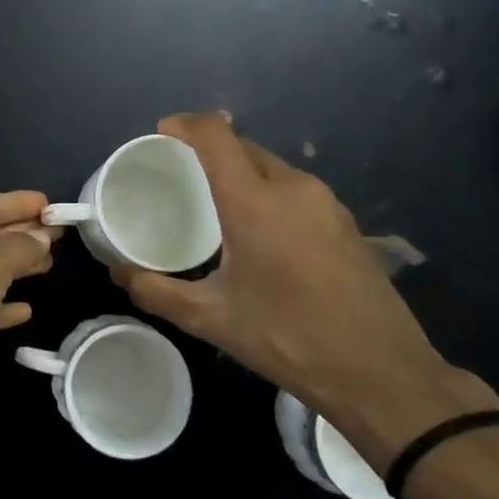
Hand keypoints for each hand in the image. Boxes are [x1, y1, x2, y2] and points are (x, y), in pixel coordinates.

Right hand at [114, 114, 470, 435]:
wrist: (382, 374)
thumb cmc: (288, 338)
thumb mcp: (211, 319)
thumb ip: (156, 291)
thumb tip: (117, 272)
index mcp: (255, 202)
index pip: (216, 136)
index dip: (185, 124)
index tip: (160, 133)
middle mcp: (293, 188)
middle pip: (244, 147)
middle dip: (209, 150)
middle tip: (179, 175)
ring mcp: (327, 204)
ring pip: (272, 168)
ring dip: (241, 172)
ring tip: (215, 205)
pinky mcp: (346, 223)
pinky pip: (296, 190)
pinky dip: (268, 193)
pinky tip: (260, 234)